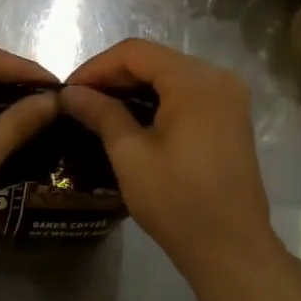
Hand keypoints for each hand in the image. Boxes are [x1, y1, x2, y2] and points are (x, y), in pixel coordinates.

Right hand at [62, 39, 281, 280]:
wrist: (231, 248)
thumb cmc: (177, 201)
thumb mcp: (130, 155)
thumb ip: (101, 113)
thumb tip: (70, 93)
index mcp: (195, 81)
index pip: (136, 52)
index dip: (97, 66)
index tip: (68, 90)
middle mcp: (218, 78)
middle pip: (156, 60)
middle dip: (115, 76)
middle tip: (80, 100)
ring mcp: (230, 98)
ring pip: (171, 75)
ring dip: (135, 87)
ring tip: (100, 109)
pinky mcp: (232, 118)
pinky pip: (188, 94)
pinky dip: (158, 99)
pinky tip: (133, 119)